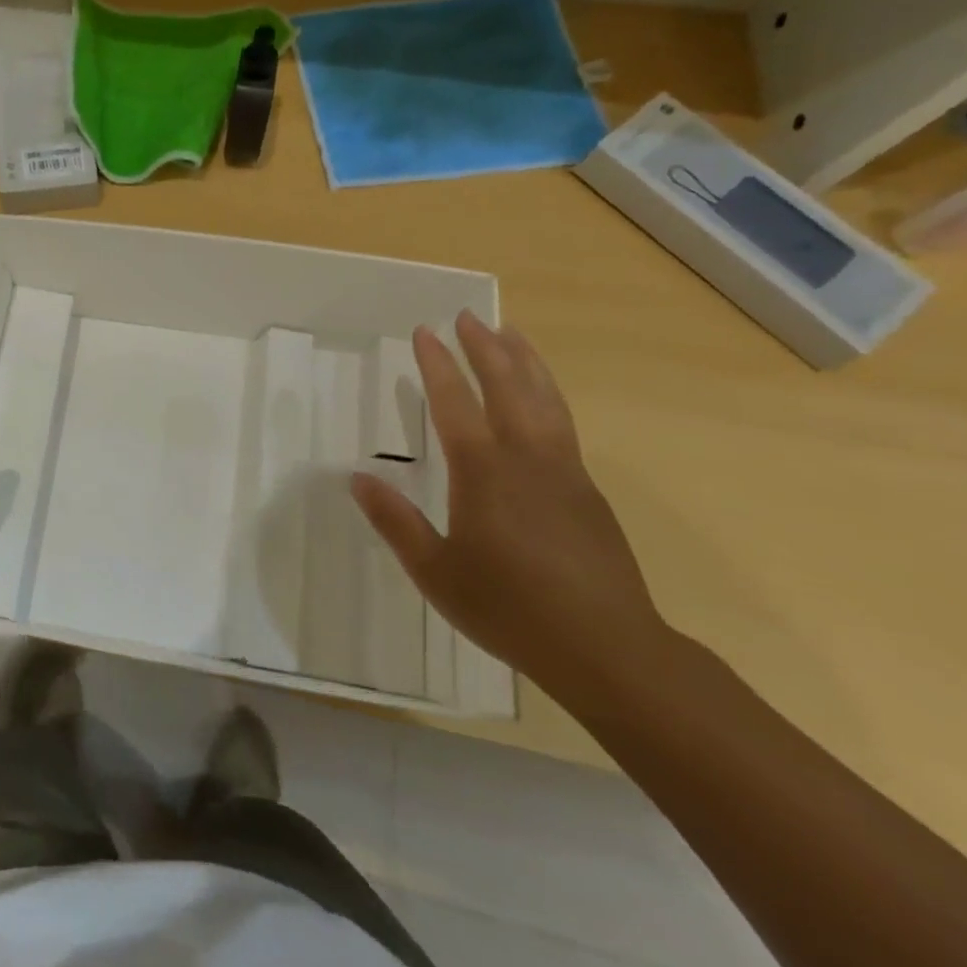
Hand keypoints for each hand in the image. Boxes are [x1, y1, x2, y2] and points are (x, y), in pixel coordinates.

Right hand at [349, 312, 662, 700]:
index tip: (425, 332)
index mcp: (485, 472)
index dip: (437, 365)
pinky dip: (547, 393)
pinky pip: (563, 423)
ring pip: (545, 399)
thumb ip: (395, 522)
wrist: (609, 650)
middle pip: (508, 386)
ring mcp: (565, 472)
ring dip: (525, 361)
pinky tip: (541, 397)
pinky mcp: (587, 491)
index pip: (455, 403)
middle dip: (485, 348)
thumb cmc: (510, 608)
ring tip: (511, 332)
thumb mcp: (436, 571)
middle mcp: (527, 458)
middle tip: (468, 317)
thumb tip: (357, 479)